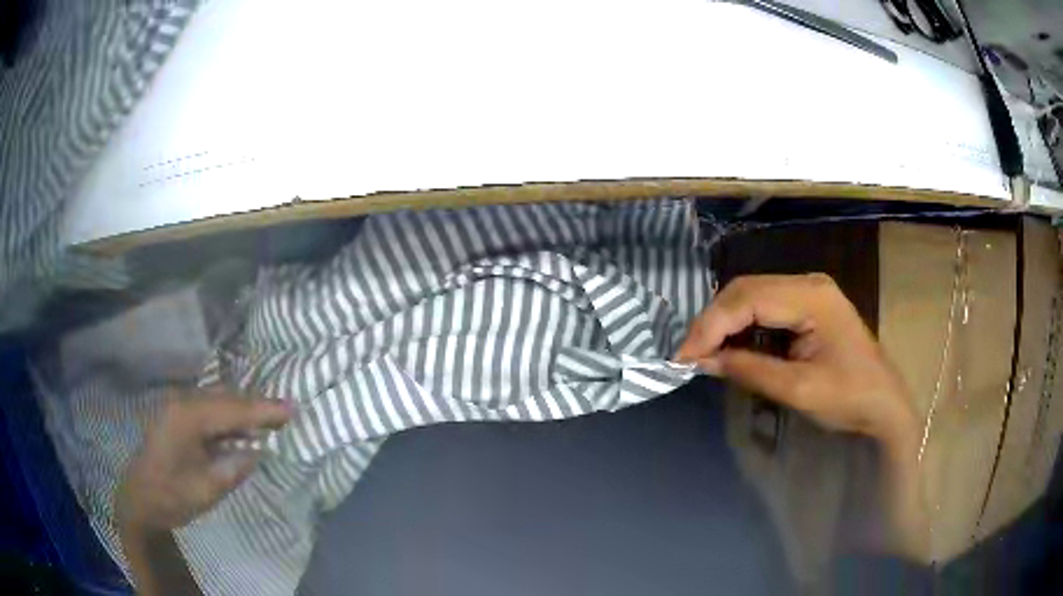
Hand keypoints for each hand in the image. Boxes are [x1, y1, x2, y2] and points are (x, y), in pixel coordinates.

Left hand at [117, 391, 291, 531]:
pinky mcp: (177, 417)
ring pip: (218, 401)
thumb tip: (258, 449)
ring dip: (243, 409)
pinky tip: (241, 427)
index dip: (264, 410)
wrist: (139, 500)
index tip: (293, 408)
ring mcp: (177, 407)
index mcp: (188, 417)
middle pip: (227, 398)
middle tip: (287, 411)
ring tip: (270, 417)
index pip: (233, 409)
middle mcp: (183, 402)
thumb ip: (234, 467)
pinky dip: (229, 417)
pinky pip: (209, 410)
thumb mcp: (207, 489)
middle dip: (256, 405)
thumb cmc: (171, 496)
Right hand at [676, 274, 928, 560]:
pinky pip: (765, 307)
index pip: (748, 298)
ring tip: (703, 353)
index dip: (710, 326)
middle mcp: (807, 283)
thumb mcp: (798, 390)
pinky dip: (742, 326)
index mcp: (811, 297)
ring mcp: (808, 291)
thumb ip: (750, 370)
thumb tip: (703, 362)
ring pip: (751, 296)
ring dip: (724, 323)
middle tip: (688, 355)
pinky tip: (730, 347)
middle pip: (746, 290)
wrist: (884, 403)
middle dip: (713, 322)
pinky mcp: (807, 305)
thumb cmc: (849, 397)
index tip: (683, 357)